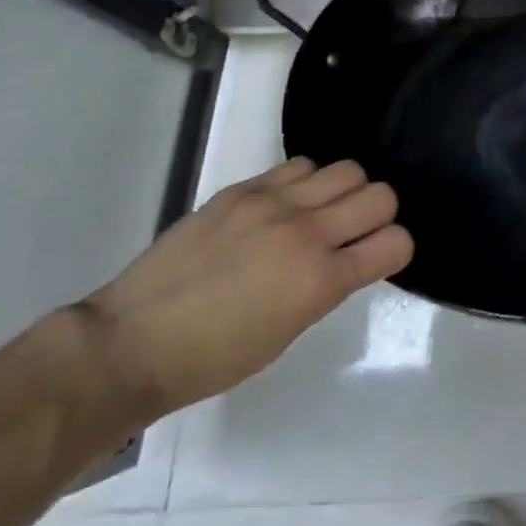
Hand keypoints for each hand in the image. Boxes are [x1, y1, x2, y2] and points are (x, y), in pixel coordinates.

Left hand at [77, 158, 413, 422]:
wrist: (129, 344)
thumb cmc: (212, 360)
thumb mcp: (287, 333)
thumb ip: (326, 287)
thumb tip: (345, 260)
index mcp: (320, 282)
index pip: (395, 243)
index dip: (396, 249)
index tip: (380, 257)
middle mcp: (307, 234)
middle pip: (381, 195)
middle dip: (379, 214)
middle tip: (355, 232)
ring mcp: (274, 204)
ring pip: (347, 170)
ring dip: (346, 191)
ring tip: (322, 211)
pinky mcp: (244, 189)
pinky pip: (300, 166)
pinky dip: (307, 181)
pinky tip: (287, 203)